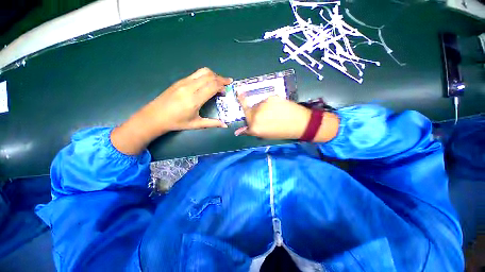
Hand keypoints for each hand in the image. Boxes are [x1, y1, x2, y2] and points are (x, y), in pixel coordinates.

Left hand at [111, 67, 231, 154]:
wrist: (155, 116)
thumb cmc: (176, 122)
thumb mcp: (196, 124)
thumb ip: (212, 123)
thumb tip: (225, 125)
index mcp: (194, 100)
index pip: (212, 86)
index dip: (222, 85)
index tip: (227, 89)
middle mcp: (189, 87)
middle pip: (209, 76)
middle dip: (221, 78)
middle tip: (227, 84)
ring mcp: (183, 82)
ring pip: (202, 72)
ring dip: (213, 75)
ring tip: (219, 82)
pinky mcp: (180, 81)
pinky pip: (196, 74)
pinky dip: (205, 76)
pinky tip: (207, 83)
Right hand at [235, 95, 311, 139]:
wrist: (300, 123)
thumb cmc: (282, 132)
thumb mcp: (265, 135)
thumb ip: (251, 131)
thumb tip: (238, 131)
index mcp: (254, 127)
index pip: (244, 119)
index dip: (244, 114)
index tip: (239, 98)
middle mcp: (256, 115)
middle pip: (249, 110)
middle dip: (253, 113)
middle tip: (265, 116)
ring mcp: (263, 105)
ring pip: (257, 105)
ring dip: (261, 108)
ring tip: (273, 113)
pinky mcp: (271, 97)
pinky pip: (266, 101)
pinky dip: (269, 104)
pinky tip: (277, 108)